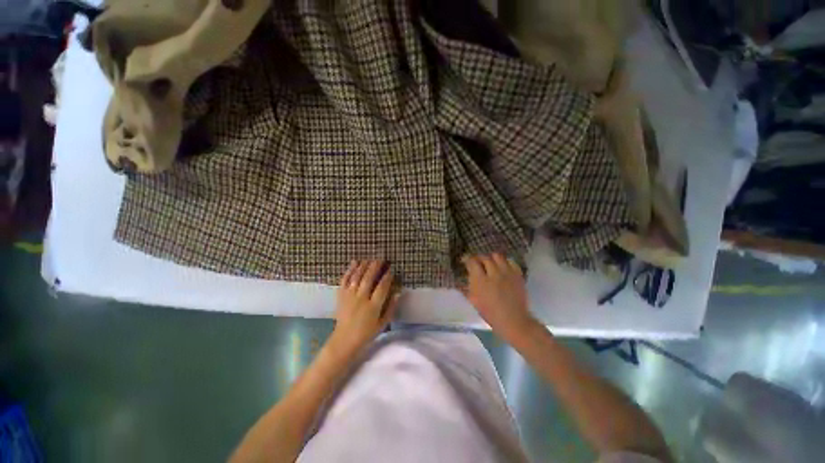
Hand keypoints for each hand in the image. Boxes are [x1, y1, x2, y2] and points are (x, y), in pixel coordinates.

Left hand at [330, 260, 398, 354]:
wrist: (344, 340)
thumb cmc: (366, 332)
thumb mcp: (383, 323)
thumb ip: (391, 307)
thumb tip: (399, 292)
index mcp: (373, 307)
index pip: (382, 287)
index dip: (387, 277)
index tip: (391, 269)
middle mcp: (361, 299)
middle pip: (368, 278)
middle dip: (375, 267)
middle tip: (380, 259)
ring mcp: (349, 296)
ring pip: (357, 277)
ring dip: (363, 266)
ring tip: (369, 259)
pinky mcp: (341, 296)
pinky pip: (344, 280)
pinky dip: (349, 270)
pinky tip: (354, 262)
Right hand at [461, 253, 537, 342]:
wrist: (513, 320)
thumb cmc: (490, 313)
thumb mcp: (473, 300)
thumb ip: (467, 287)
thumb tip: (460, 279)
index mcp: (480, 280)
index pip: (472, 262)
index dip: (467, 259)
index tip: (465, 261)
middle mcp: (494, 273)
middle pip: (484, 257)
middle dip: (479, 259)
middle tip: (477, 263)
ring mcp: (507, 273)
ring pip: (497, 256)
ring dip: (491, 258)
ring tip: (490, 264)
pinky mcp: (517, 275)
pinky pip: (510, 261)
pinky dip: (504, 262)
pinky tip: (502, 268)